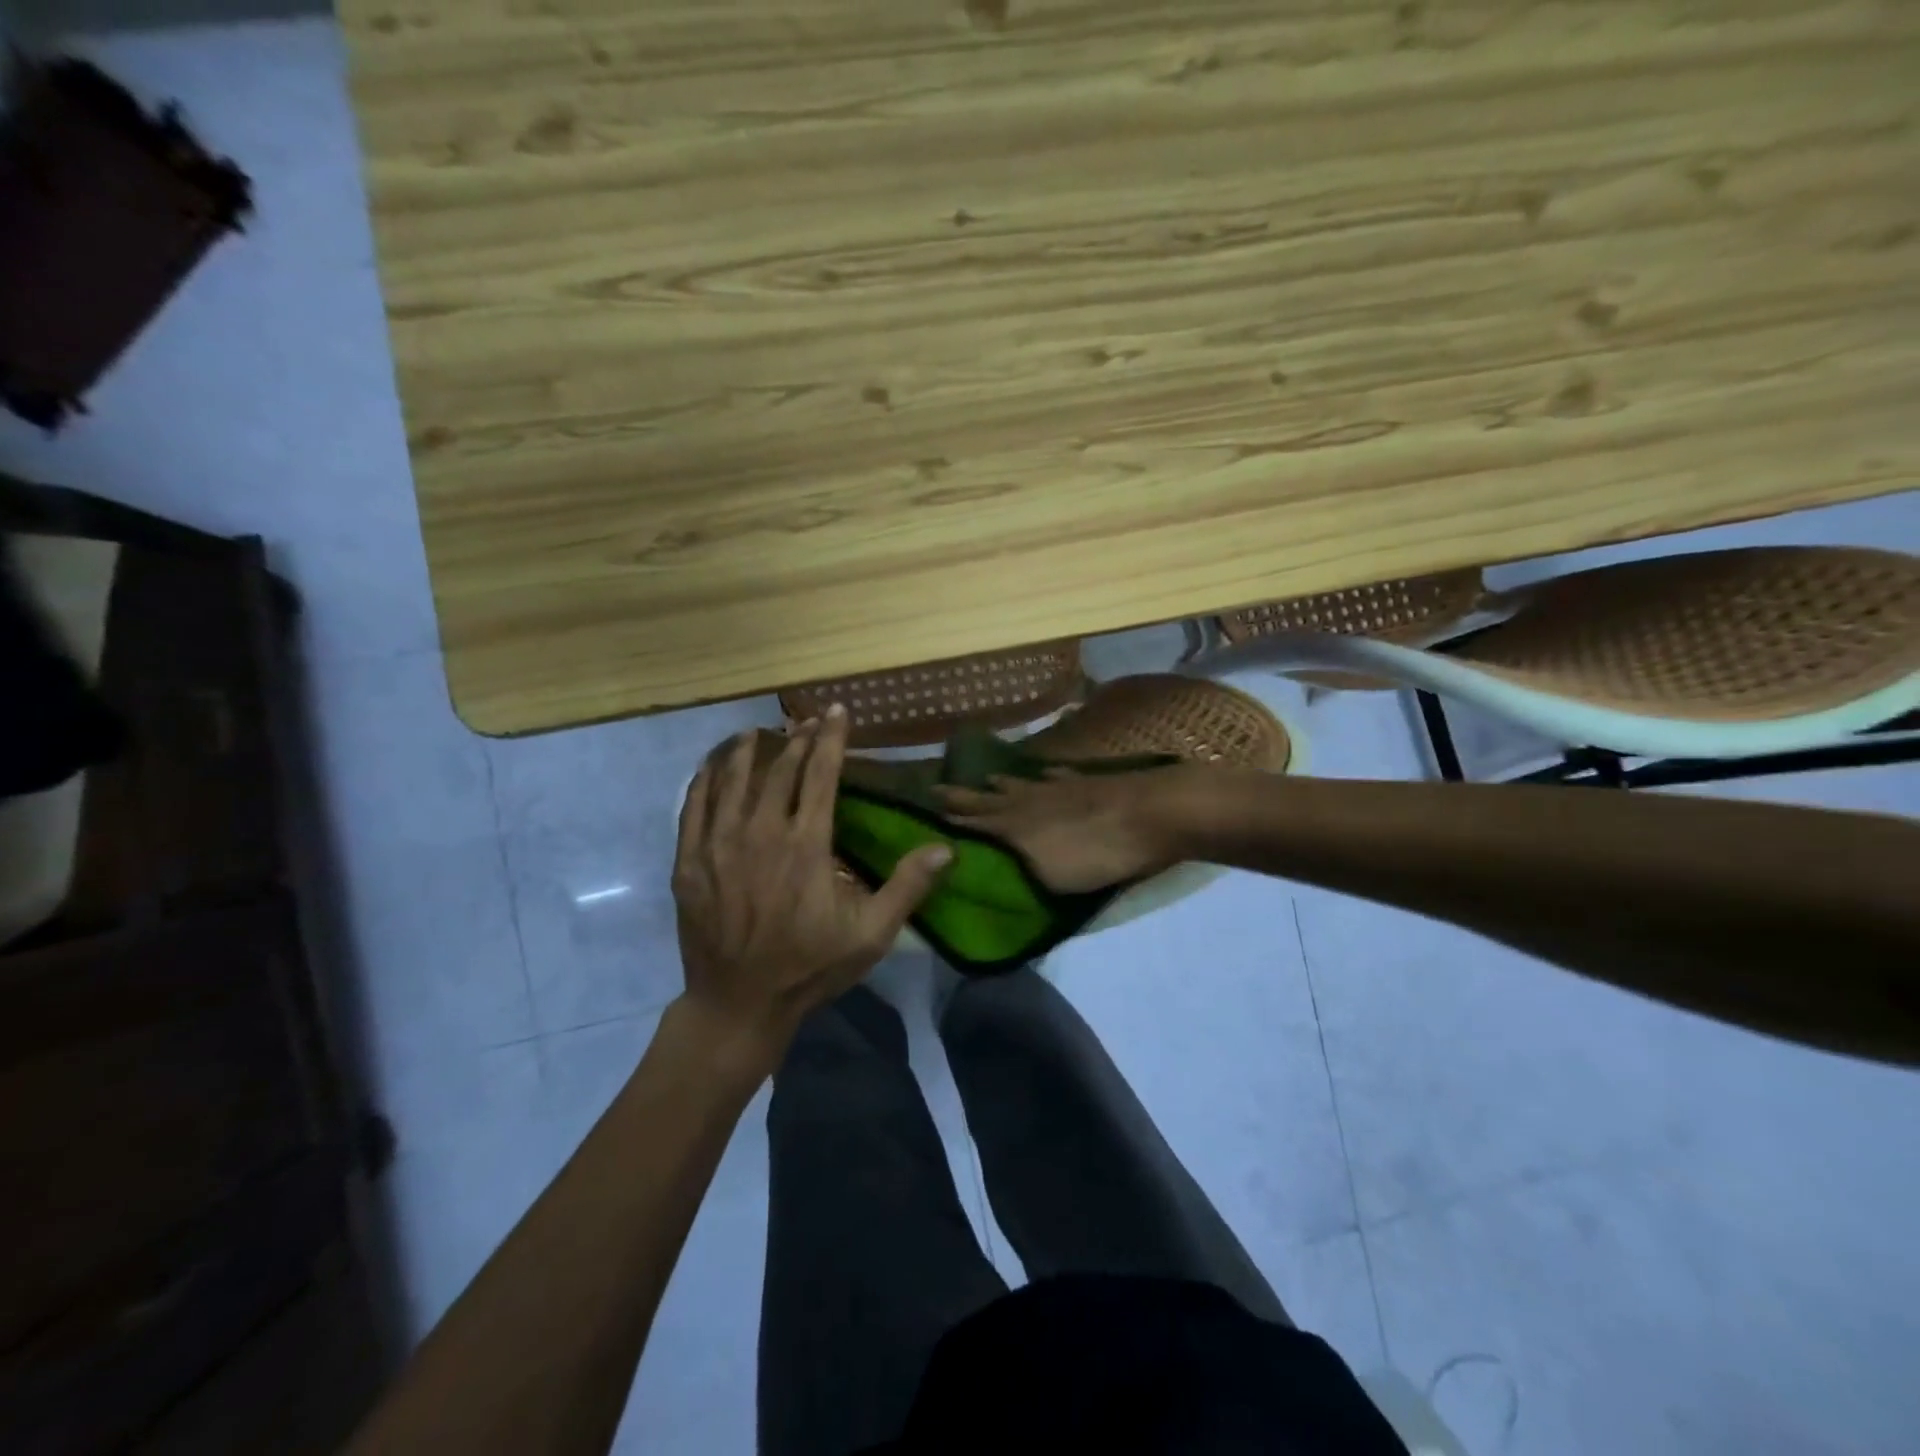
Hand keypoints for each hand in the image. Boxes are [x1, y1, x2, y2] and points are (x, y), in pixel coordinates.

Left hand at [671, 708, 951, 1065]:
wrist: (738, 1004)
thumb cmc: (809, 967)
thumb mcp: (870, 935)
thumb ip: (907, 887)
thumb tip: (947, 848)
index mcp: (806, 845)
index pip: (821, 775)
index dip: (831, 739)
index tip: (835, 712)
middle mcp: (761, 833)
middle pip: (780, 771)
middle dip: (796, 739)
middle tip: (805, 721)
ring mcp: (719, 845)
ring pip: (732, 780)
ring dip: (748, 751)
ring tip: (758, 732)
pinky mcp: (689, 862)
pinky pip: (693, 806)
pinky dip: (705, 779)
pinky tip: (712, 767)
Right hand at [935, 764, 1193, 893]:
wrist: (1154, 813)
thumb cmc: (1098, 853)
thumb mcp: (1047, 876)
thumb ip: (1012, 871)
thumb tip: (975, 866)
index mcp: (1015, 826)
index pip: (972, 822)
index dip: (948, 819)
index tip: (921, 813)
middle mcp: (1029, 801)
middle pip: (989, 798)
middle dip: (962, 797)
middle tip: (936, 788)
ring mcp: (1059, 787)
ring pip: (1020, 784)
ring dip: (1000, 784)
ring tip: (986, 779)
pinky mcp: (1088, 782)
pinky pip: (1058, 777)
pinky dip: (1047, 776)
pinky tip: (1046, 774)